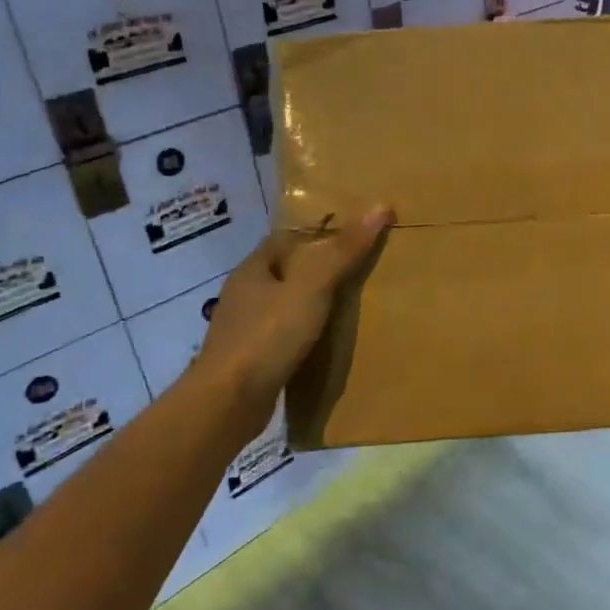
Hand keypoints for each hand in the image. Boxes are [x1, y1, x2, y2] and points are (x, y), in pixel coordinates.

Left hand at [189, 207, 393, 413]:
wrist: (228, 403)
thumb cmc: (268, 336)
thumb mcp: (313, 288)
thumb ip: (344, 251)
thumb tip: (381, 206)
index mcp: (253, 269)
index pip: (283, 239)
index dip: (314, 234)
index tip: (348, 237)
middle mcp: (243, 295)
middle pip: (283, 272)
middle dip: (313, 271)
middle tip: (354, 273)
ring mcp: (243, 330)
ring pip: (280, 306)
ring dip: (306, 305)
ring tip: (345, 309)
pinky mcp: (248, 361)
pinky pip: (280, 338)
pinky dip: (300, 336)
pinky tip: (322, 344)